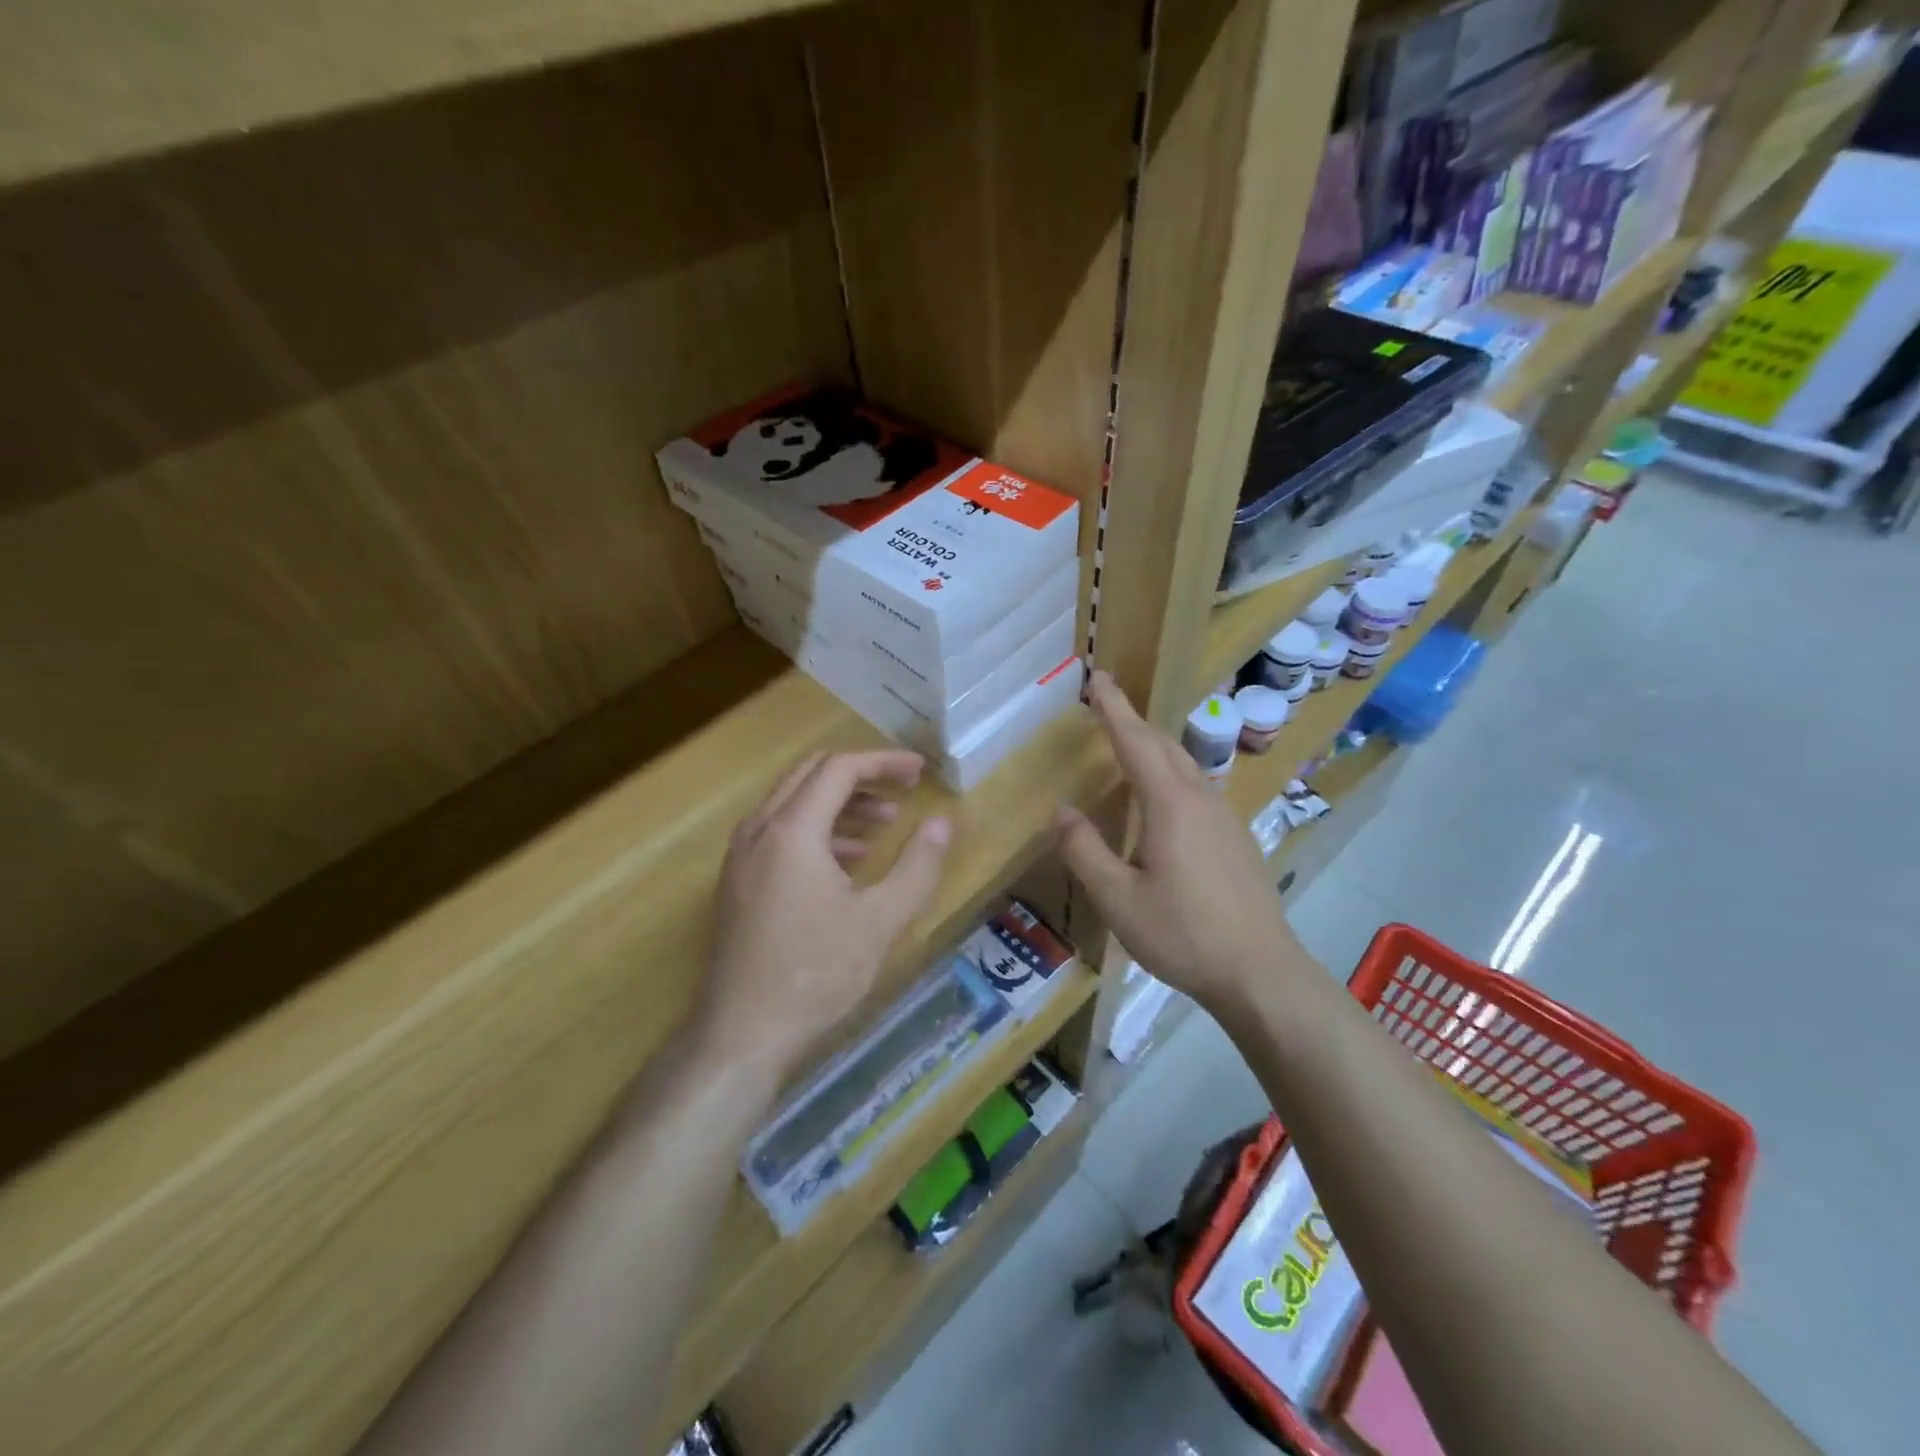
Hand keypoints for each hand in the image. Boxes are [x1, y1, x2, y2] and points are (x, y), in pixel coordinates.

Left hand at [702, 749, 950, 1078]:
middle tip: (904, 790)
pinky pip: (780, 832)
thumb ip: (918, 865)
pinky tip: (850, 861)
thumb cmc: (815, 974)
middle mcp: (758, 829)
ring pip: (794, 802)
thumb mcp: (881, 920)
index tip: (919, 773)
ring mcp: (741, 855)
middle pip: (811, 774)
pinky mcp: (737, 880)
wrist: (740, 1034)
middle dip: (862, 775)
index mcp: (791, 830)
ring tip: (885, 826)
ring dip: (841, 803)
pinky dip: (818, 830)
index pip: (839, 768)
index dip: (883, 762)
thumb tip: (943, 821)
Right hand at [1055, 672, 1311, 1012]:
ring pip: (1186, 766)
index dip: (1113, 708)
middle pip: (1164, 746)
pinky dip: (1172, 774)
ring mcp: (1225, 818)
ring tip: (1130, 744)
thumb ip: (1084, 851)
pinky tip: (1165, 801)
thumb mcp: (1118, 899)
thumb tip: (1062, 811)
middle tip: (1107, 702)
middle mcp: (1201, 800)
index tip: (1097, 677)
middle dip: (1133, 720)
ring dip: (1154, 746)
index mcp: (1170, 805)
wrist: (1260, 973)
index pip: (1136, 741)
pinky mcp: (1237, 839)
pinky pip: (1198, 789)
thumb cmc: (1183, 934)